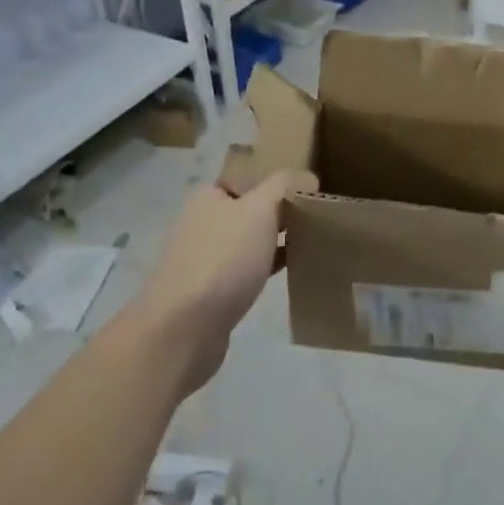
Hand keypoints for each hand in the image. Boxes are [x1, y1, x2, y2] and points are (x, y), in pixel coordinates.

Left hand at [128, 169, 315, 392]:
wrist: (184, 328)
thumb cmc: (223, 259)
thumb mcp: (259, 210)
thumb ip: (284, 186)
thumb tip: (307, 178)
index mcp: (208, 196)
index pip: (248, 176)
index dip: (278, 179)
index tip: (311, 188)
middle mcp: (203, 222)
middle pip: (251, 207)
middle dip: (281, 210)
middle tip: (319, 214)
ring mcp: (206, 258)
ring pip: (251, 239)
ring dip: (277, 239)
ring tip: (314, 239)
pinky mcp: (213, 290)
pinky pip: (249, 268)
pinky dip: (270, 265)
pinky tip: (294, 268)